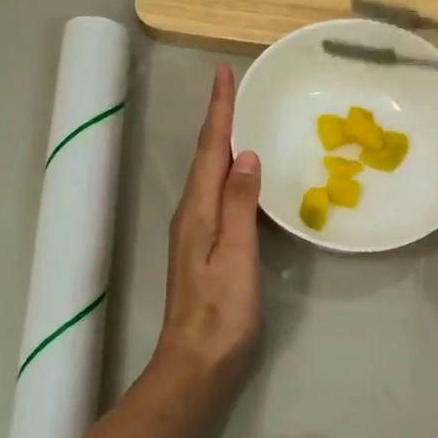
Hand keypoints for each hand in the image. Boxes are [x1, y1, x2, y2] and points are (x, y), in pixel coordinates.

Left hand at [154, 64, 261, 394]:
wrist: (197, 364)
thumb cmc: (221, 312)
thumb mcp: (235, 255)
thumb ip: (239, 205)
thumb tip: (245, 156)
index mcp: (197, 211)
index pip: (211, 149)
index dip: (219, 111)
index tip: (224, 73)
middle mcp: (191, 214)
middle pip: (205, 156)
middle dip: (218, 118)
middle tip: (233, 87)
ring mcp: (195, 232)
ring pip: (209, 174)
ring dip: (222, 142)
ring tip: (238, 118)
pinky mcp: (205, 248)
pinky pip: (216, 194)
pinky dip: (227, 171)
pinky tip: (240, 174)